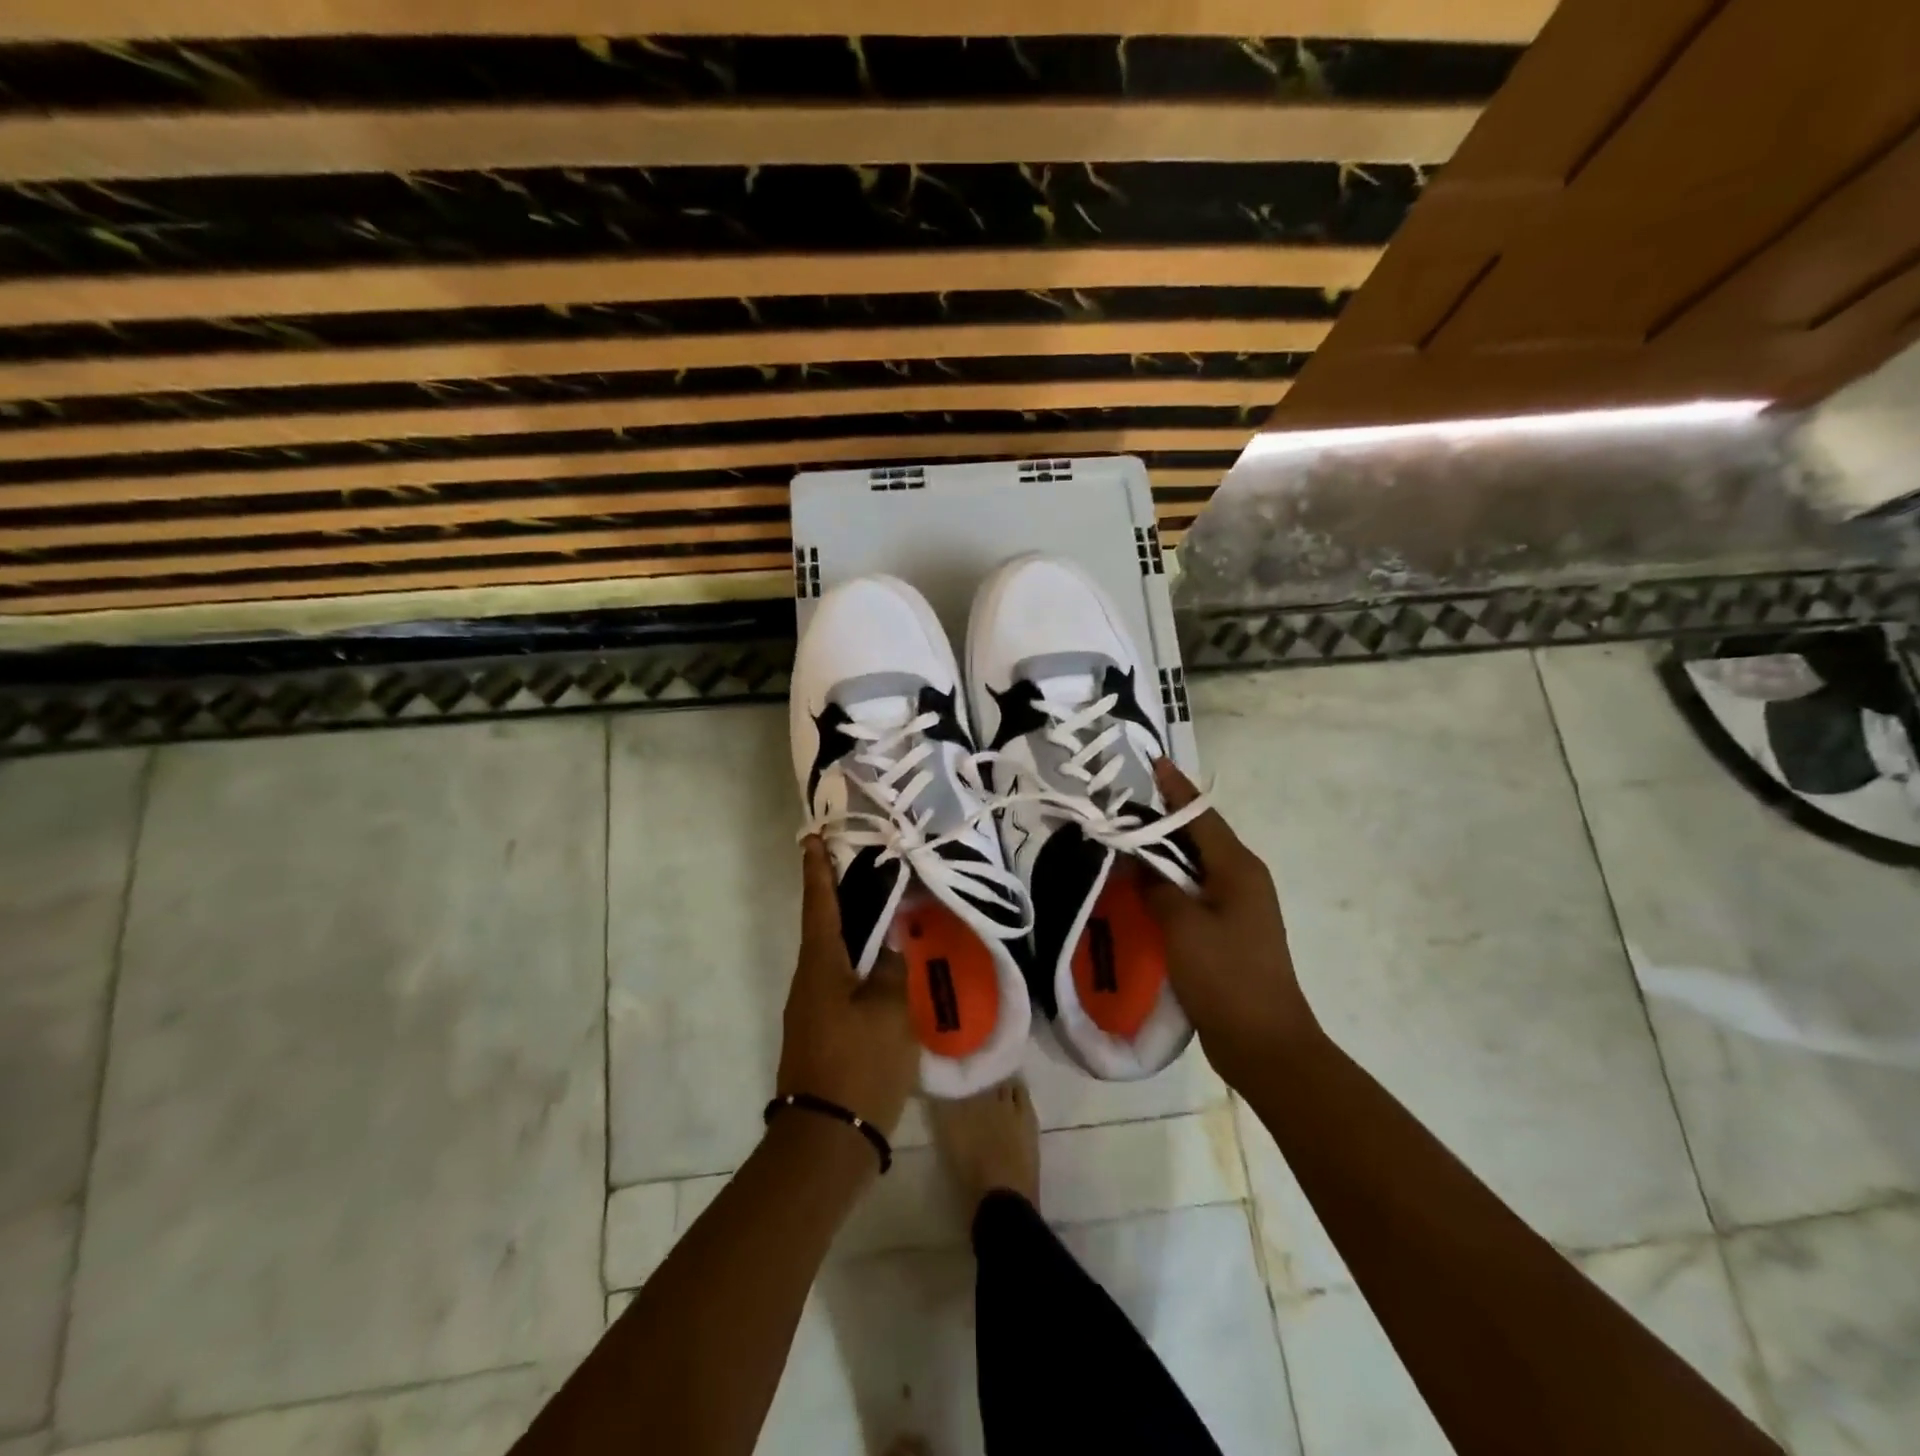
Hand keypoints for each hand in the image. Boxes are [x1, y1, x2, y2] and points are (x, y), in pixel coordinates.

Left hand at [776, 837, 918, 1137]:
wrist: (827, 1141)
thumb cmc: (859, 1065)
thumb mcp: (888, 1011)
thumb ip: (892, 970)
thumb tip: (888, 949)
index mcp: (820, 966)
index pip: (820, 904)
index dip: (818, 870)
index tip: (812, 838)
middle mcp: (809, 981)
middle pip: (825, 928)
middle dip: (841, 897)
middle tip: (865, 869)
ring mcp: (812, 1011)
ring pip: (835, 958)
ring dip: (854, 934)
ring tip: (885, 916)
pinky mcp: (823, 1035)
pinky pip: (842, 986)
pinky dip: (860, 967)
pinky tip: (886, 972)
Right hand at [1143, 760, 1319, 1086]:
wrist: (1263, 1043)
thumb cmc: (1226, 976)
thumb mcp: (1183, 926)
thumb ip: (1156, 886)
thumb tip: (1136, 861)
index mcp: (1238, 868)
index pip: (1200, 815)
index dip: (1175, 789)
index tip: (1152, 761)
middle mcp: (1241, 879)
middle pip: (1198, 837)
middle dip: (1161, 819)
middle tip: (1120, 805)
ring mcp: (1237, 907)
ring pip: (1194, 866)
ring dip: (1162, 853)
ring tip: (1122, 840)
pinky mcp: (1227, 932)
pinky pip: (1192, 893)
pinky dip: (1167, 884)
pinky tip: (1139, 888)